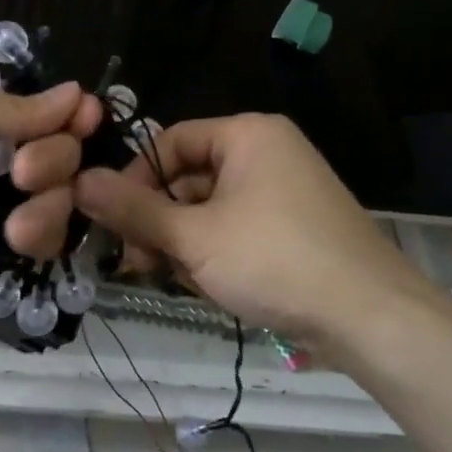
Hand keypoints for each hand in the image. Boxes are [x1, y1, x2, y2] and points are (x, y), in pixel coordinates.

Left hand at [0, 72, 101, 313]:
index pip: (48, 110)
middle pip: (62, 155)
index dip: (73, 116)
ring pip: (59, 201)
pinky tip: (13, 243)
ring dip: (50, 208)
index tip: (87, 122)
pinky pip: (39, 243)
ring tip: (16, 227)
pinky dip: (39, 240)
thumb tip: (77, 95)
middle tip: (20, 174)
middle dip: (56, 162)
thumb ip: (9, 108)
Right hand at [74, 113, 444, 347]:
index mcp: (247, 134)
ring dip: (185, 243)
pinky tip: (212, 286)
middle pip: (189, 178)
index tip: (113, 221)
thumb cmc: (274, 259)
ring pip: (211, 209)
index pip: (170, 142)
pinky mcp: (295, 226)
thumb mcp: (194, 236)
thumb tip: (79, 181)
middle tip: (139, 263)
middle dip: (160, 222)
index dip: (134, 179)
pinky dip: (217, 253)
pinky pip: (238, 227)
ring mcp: (285, 190)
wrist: (371, 316)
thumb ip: (133, 209)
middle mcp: (267, 151)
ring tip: (181, 280)